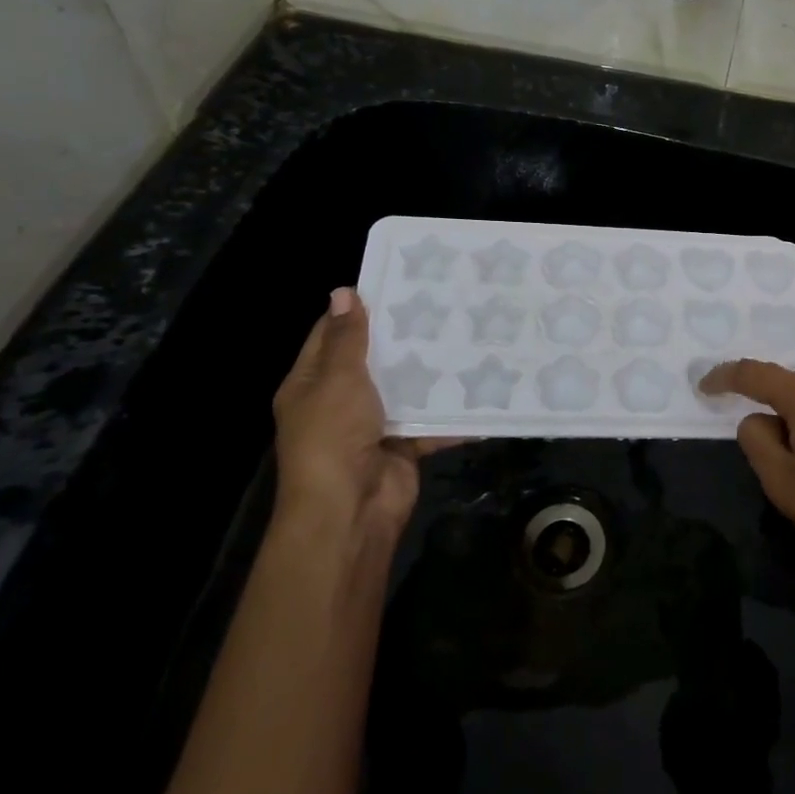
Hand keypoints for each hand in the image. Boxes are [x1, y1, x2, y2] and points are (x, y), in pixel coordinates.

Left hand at [272, 287, 443, 550]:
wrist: (351, 510)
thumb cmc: (334, 437)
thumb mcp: (337, 379)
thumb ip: (348, 339)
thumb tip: (343, 291)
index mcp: (312, 383)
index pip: (331, 336)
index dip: (357, 309)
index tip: (396, 283)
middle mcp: (340, 402)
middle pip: (373, 361)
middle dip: (403, 337)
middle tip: (442, 303)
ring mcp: (373, 425)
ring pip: (405, 390)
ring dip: (430, 371)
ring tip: (467, 335)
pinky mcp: (403, 446)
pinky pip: (430, 423)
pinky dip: (452, 413)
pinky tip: (482, 389)